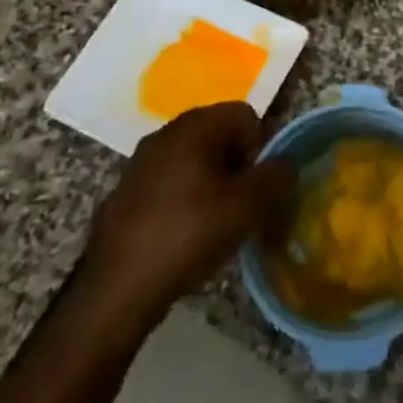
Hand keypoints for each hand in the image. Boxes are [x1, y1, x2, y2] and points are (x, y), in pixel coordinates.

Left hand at [80, 102, 295, 320]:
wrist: (117, 289)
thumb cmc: (189, 235)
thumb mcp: (248, 207)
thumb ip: (276, 176)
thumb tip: (285, 163)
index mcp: (194, 127)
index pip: (244, 113)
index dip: (259, 145)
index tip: (254, 184)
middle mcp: (164, 133)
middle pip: (217, 132)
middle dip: (235, 162)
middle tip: (239, 202)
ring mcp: (139, 162)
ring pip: (191, 157)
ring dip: (209, 179)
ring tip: (212, 220)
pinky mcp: (124, 192)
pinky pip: (167, 180)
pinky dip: (182, 197)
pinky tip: (181, 233)